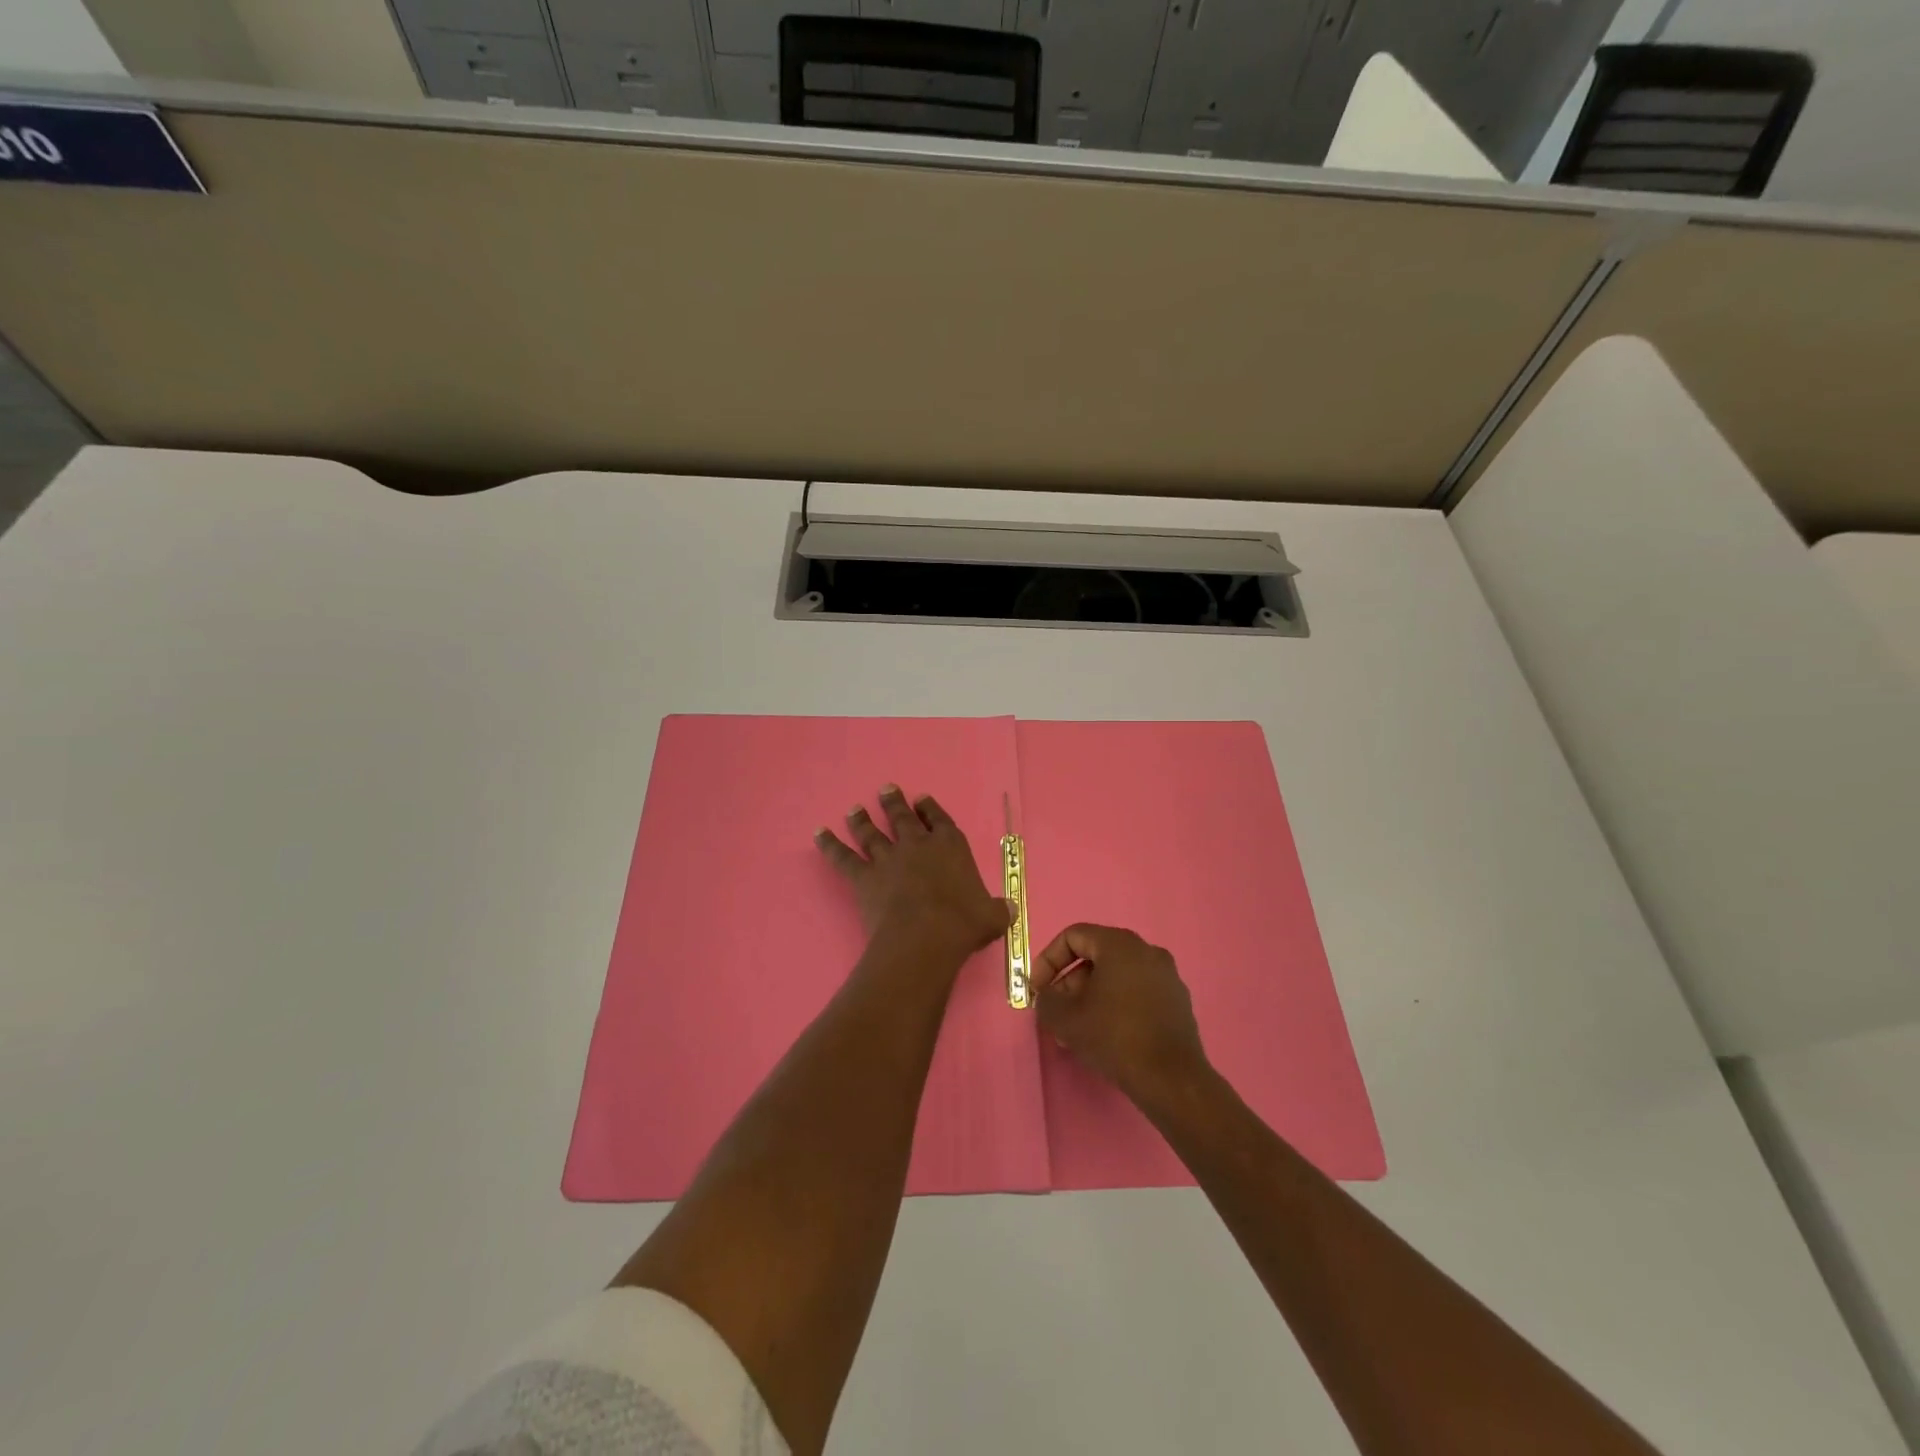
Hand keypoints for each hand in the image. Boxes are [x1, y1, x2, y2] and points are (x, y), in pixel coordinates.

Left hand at [816, 786, 1010, 966]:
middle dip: (894, 803)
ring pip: (871, 833)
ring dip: (862, 819)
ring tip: (854, 808)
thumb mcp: (992, 916)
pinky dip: (830, 845)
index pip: (939, 821)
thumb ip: (998, 909)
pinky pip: (843, 857)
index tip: (922, 799)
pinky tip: (819, 834)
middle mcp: (917, 845)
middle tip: (886, 789)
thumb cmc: (963, 923)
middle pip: (903, 818)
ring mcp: (888, 858)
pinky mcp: (864, 877)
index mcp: (950, 846)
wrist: (926, 937)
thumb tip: (1010, 908)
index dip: (930, 809)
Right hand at [1032, 924, 1207, 1107]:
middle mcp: (1147, 951)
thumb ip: (1046, 999)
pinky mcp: (1177, 1002)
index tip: (1038, 988)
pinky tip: (1106, 1035)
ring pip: (1116, 977)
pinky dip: (1116, 1005)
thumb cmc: (1114, 1037)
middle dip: (1069, 983)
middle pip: (1096, 956)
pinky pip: (1137, 992)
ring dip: (1091, 996)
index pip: (1074, 936)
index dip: (1048, 959)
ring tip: (1077, 1029)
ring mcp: (1166, 976)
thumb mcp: (1065, 1018)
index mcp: (1120, 944)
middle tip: (1057, 1012)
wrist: (1171, 1079)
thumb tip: (1046, 995)